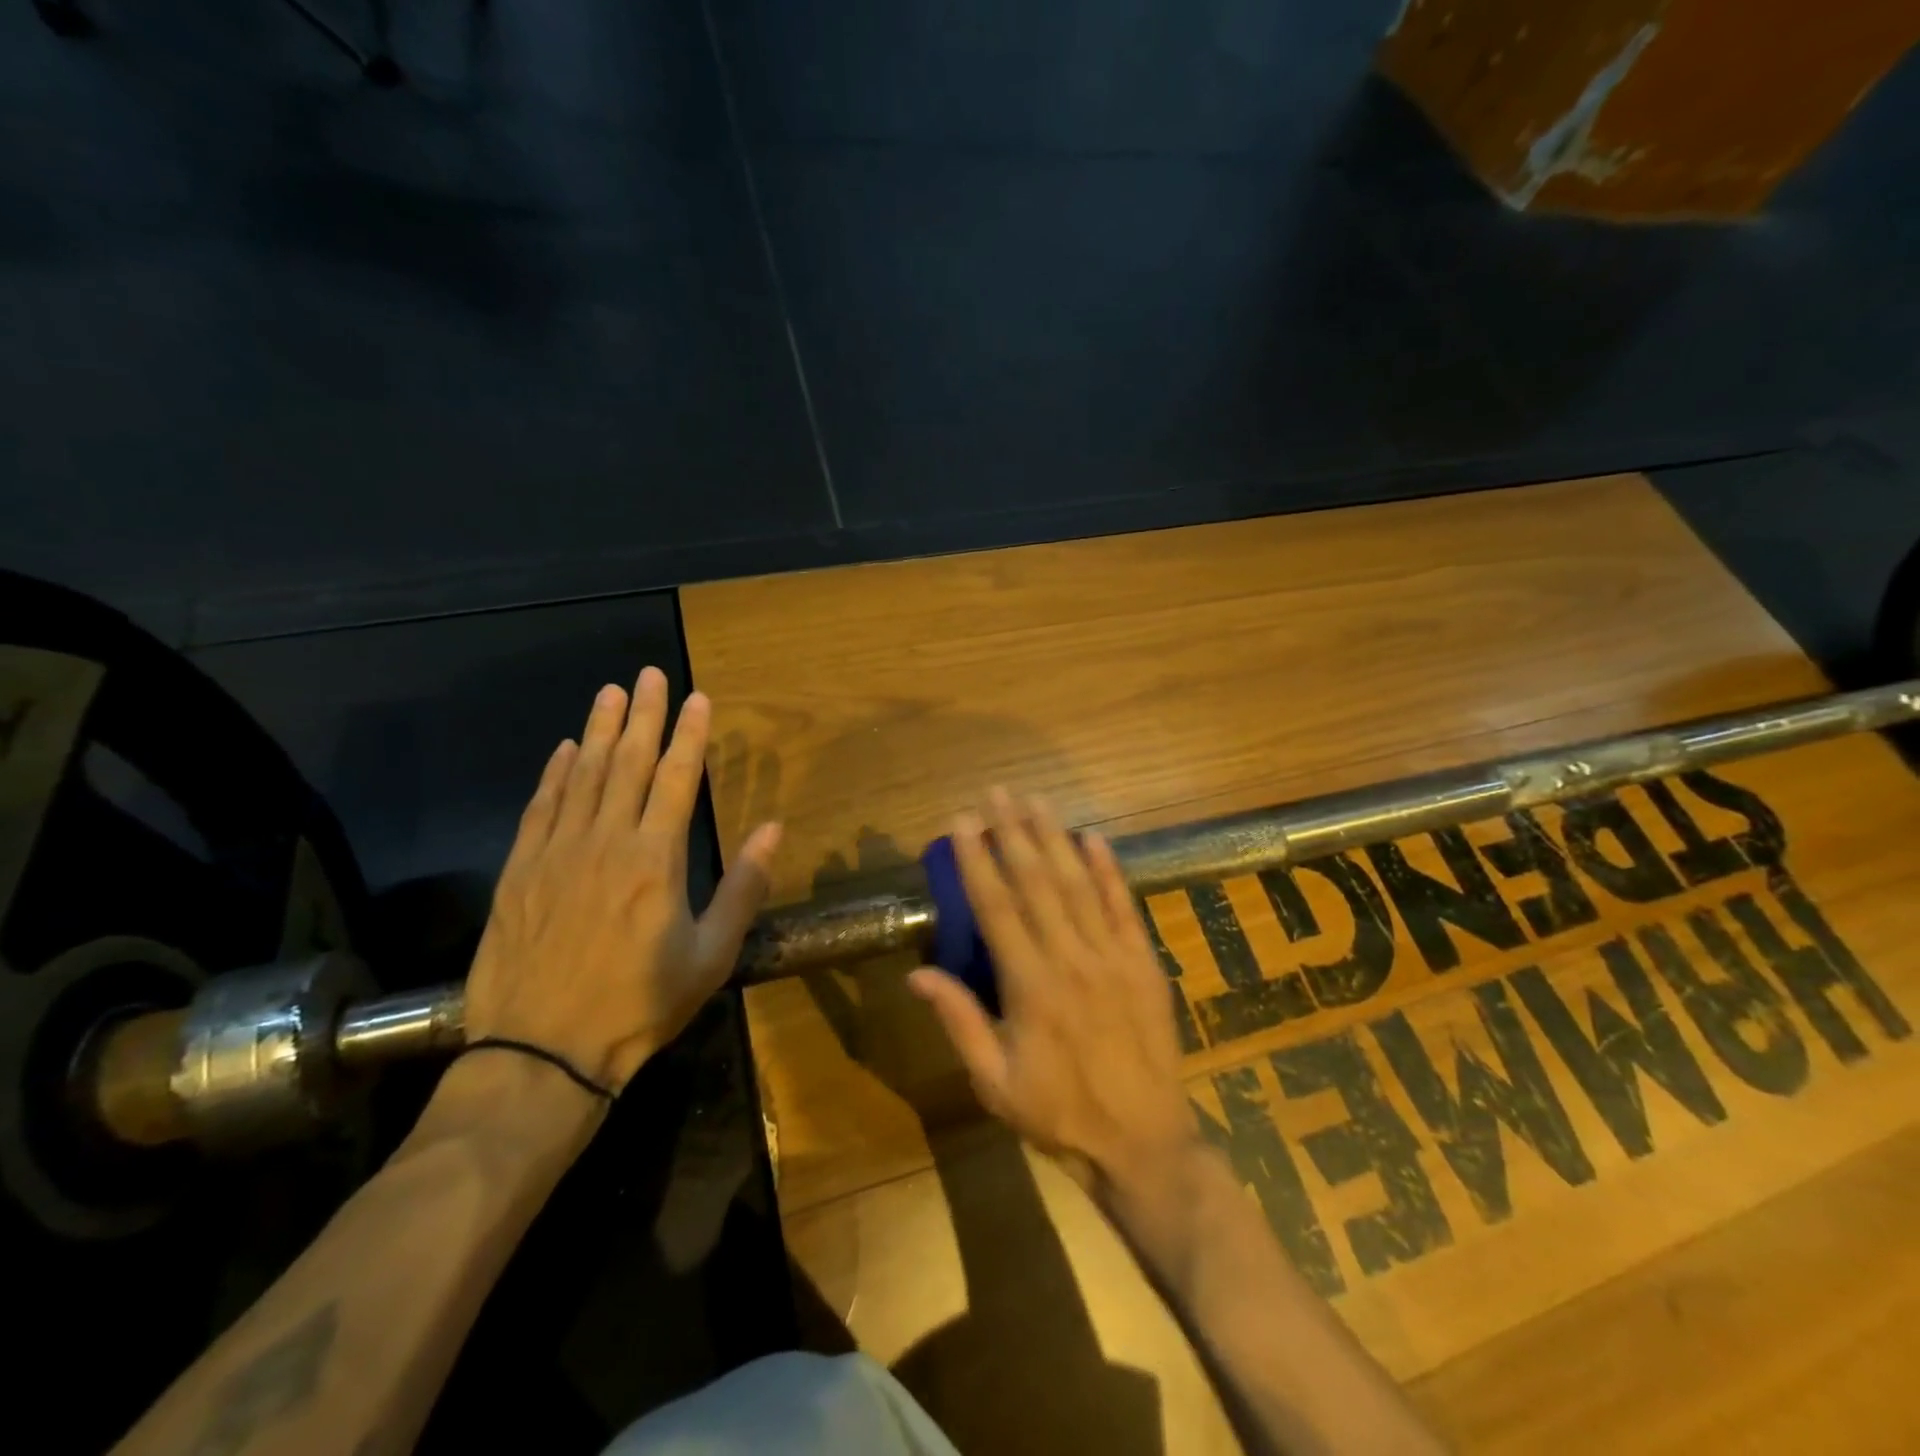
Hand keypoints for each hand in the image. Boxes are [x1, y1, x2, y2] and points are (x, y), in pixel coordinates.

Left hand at [463, 668, 781, 1094]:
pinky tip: (564, 750)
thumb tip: (775, 829)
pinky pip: (539, 808)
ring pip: (581, 776)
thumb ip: (744, 887)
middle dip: (642, 715)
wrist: (542, 1054)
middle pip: (627, 763)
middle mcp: (605, 842)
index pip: (676, 779)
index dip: (689, 735)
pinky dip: (554, 774)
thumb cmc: (639, 1005)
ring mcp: (556, 854)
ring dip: (598, 731)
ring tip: (610, 693)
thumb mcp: (711, 955)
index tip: (697, 698)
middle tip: (649, 674)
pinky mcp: (519, 873)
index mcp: (655, 860)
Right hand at [909, 790, 1196, 1196]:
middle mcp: (1071, 959)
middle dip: (1012, 833)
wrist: (1143, 1142)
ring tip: (1035, 800)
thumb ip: (959, 1022)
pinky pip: (1124, 906)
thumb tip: (918, 974)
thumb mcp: (995, 1082)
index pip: (997, 908)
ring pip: (1079, 884)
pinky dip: (1109, 869)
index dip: (977, 861)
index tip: (962, 822)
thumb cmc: (1059, 1114)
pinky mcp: (1144, 962)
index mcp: (1031, 986)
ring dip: (1054, 838)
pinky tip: (1093, 837)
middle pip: (1038, 883)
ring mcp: (1113, 956)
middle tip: (996, 793)